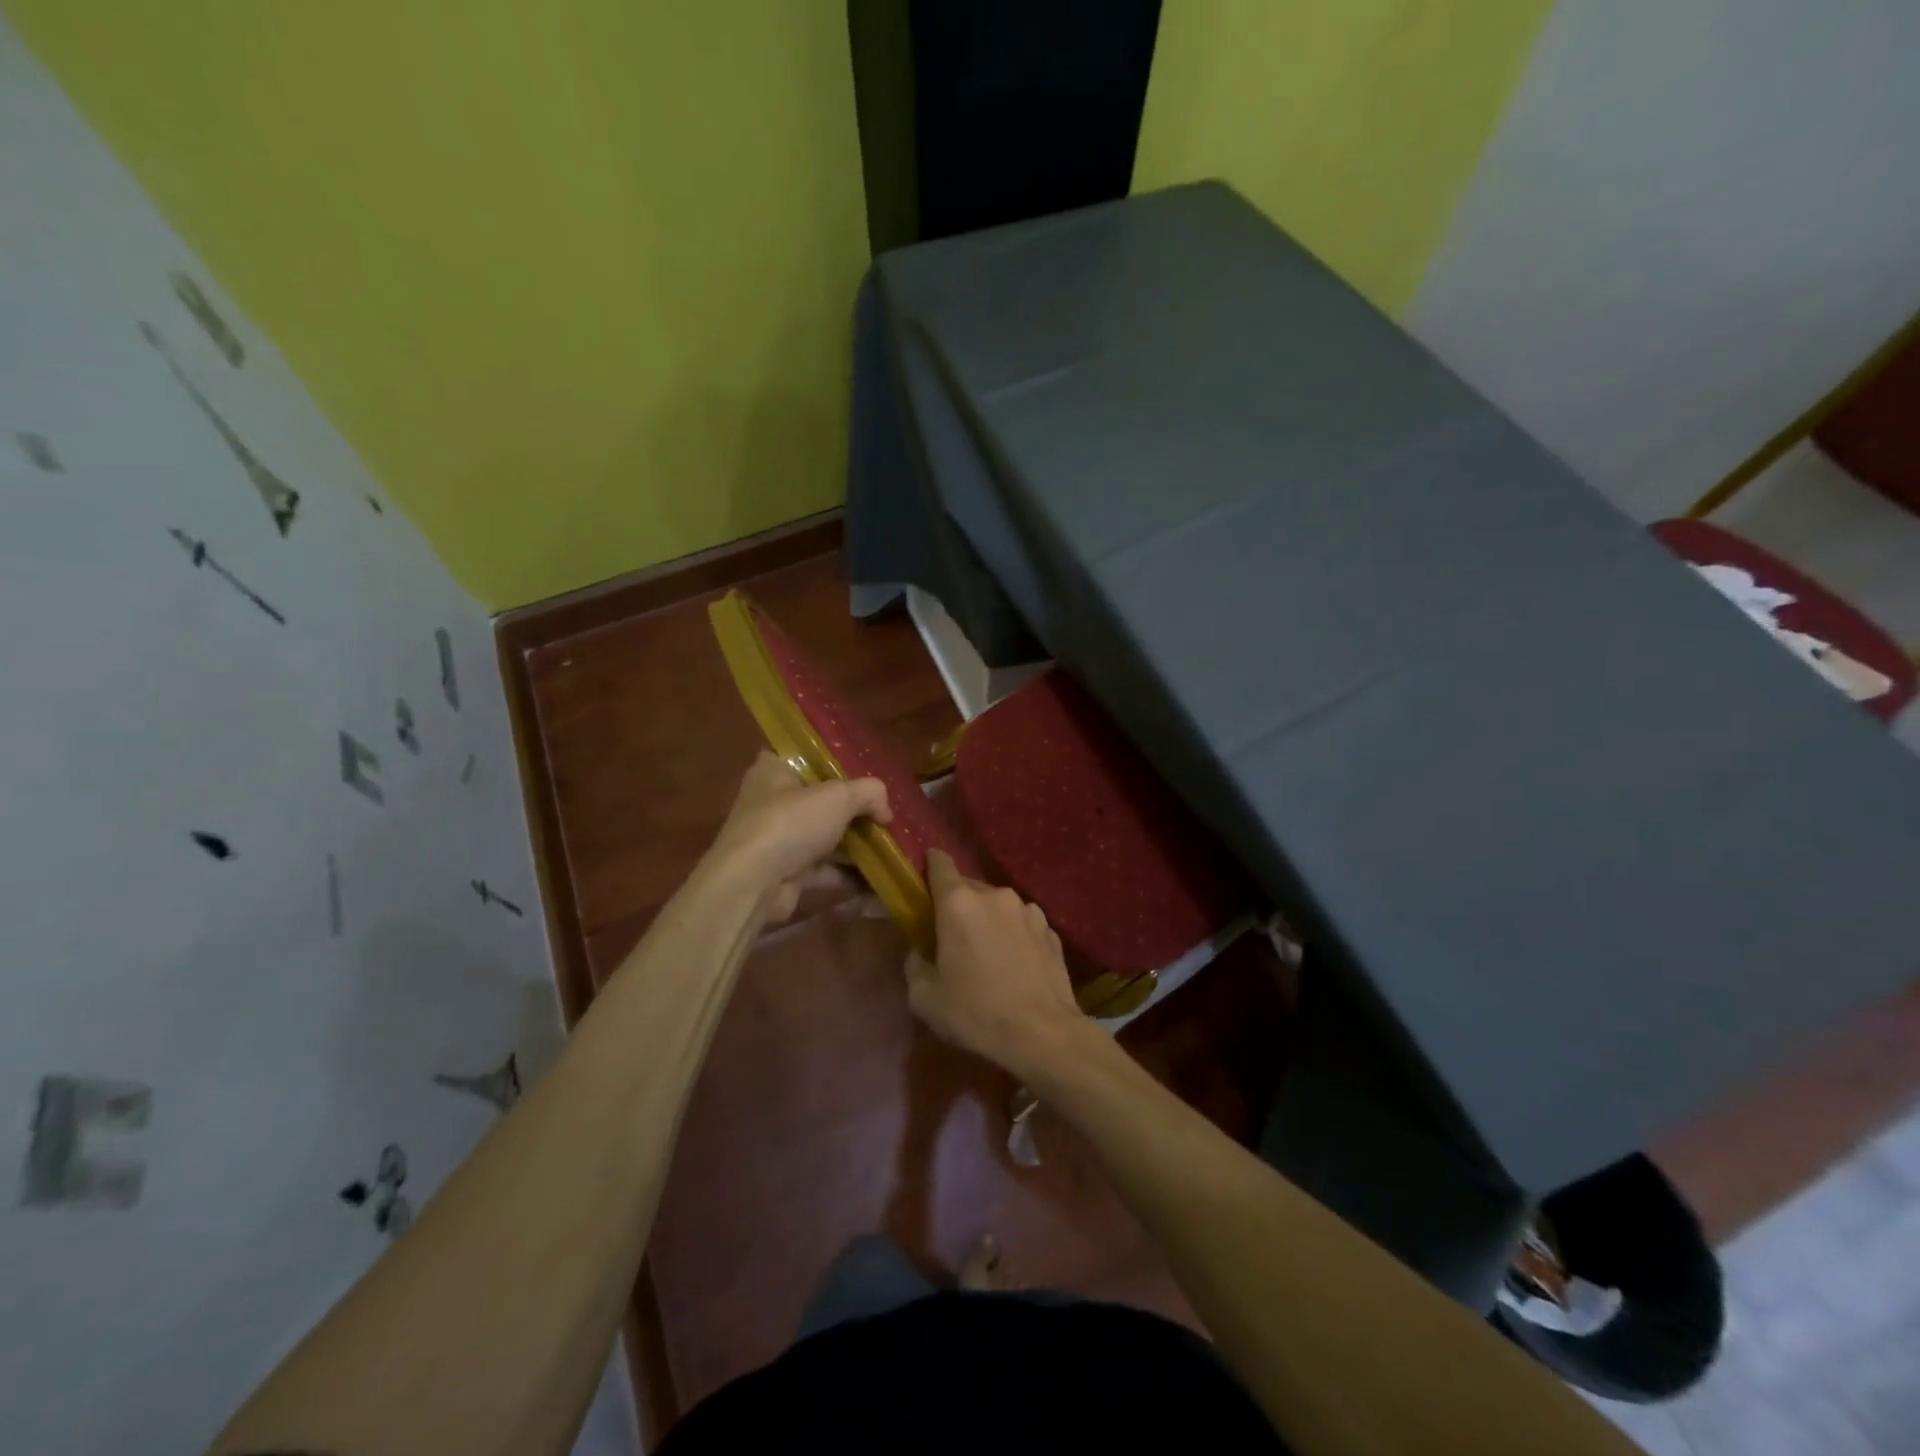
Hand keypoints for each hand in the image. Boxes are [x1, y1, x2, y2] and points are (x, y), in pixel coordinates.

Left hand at [706, 752, 890, 920]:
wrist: (752, 884)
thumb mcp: (839, 796)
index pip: (807, 757)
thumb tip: (886, 811)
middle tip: (886, 814)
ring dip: (856, 844)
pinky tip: (879, 878)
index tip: (867, 773)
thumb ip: (870, 793)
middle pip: (821, 800)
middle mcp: (772, 801)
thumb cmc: (790, 823)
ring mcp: (778, 839)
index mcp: (774, 769)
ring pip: (825, 836)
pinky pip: (825, 869)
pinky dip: (849, 873)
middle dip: (855, 810)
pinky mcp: (786, 872)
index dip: (838, 763)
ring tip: (892, 846)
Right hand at [906, 849, 1087, 1081]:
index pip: (940, 864)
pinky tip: (1014, 965)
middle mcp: (996, 896)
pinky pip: (1022, 924)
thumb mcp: (924, 998)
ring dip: (988, 920)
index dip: (930, 865)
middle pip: (969, 888)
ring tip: (987, 954)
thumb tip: (920, 951)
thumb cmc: (976, 1014)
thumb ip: (914, 964)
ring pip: (998, 906)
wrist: (1043, 1035)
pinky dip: (1014, 935)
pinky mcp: (1051, 930)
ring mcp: (1028, 911)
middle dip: (958, 905)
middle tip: (952, 936)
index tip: (924, 876)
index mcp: (959, 904)